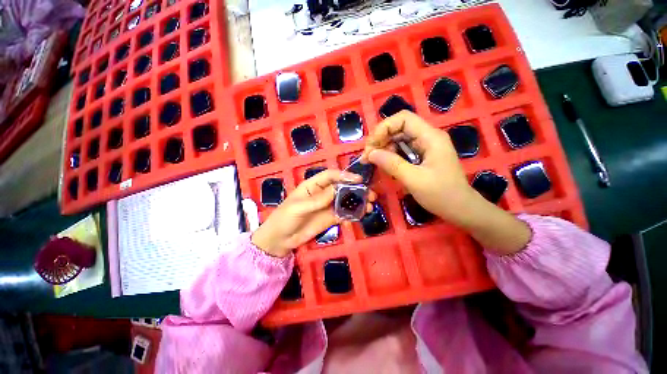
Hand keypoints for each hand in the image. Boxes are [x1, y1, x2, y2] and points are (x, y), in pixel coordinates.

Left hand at [252, 170, 376, 256]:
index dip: (344, 176)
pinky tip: (360, 216)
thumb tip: (338, 189)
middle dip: (356, 189)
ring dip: (358, 202)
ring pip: (346, 200)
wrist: (280, 240)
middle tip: (370, 194)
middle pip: (342, 187)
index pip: (331, 176)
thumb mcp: (299, 207)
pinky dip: (353, 214)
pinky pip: (344, 213)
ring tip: (370, 206)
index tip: (359, 180)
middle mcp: (323, 193)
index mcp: (313, 185)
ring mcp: (328, 206)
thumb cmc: (285, 218)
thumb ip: (318, 199)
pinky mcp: (331, 218)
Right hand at [360, 111, 530, 254]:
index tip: (371, 146)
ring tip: (372, 162)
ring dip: (383, 149)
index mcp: (430, 137)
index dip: (384, 128)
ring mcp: (425, 147)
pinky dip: (390, 156)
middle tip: (367, 157)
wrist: (460, 209)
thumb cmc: (441, 194)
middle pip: (399, 128)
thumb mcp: (414, 180)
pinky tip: (384, 166)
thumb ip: (392, 164)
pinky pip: (402, 150)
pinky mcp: (421, 156)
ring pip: (398, 140)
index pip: (403, 119)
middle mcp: (427, 137)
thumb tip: (370, 154)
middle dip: (380, 140)